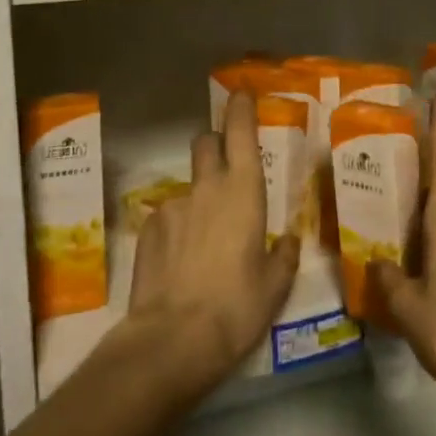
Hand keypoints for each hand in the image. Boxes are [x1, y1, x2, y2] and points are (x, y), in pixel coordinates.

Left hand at [124, 90, 301, 400]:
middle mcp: (207, 187)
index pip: (240, 132)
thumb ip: (284, 256)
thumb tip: (288, 240)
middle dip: (216, 144)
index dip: (241, 108)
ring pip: (188, 185)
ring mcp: (173, 205)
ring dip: (199, 198)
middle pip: (207, 143)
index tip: (242, 95)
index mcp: (244, 191)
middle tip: (227, 169)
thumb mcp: (275, 286)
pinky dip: (177, 228)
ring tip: (204, 241)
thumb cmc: (236, 307)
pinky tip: (180, 262)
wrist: (171, 340)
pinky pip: (168, 216)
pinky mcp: (147, 229)